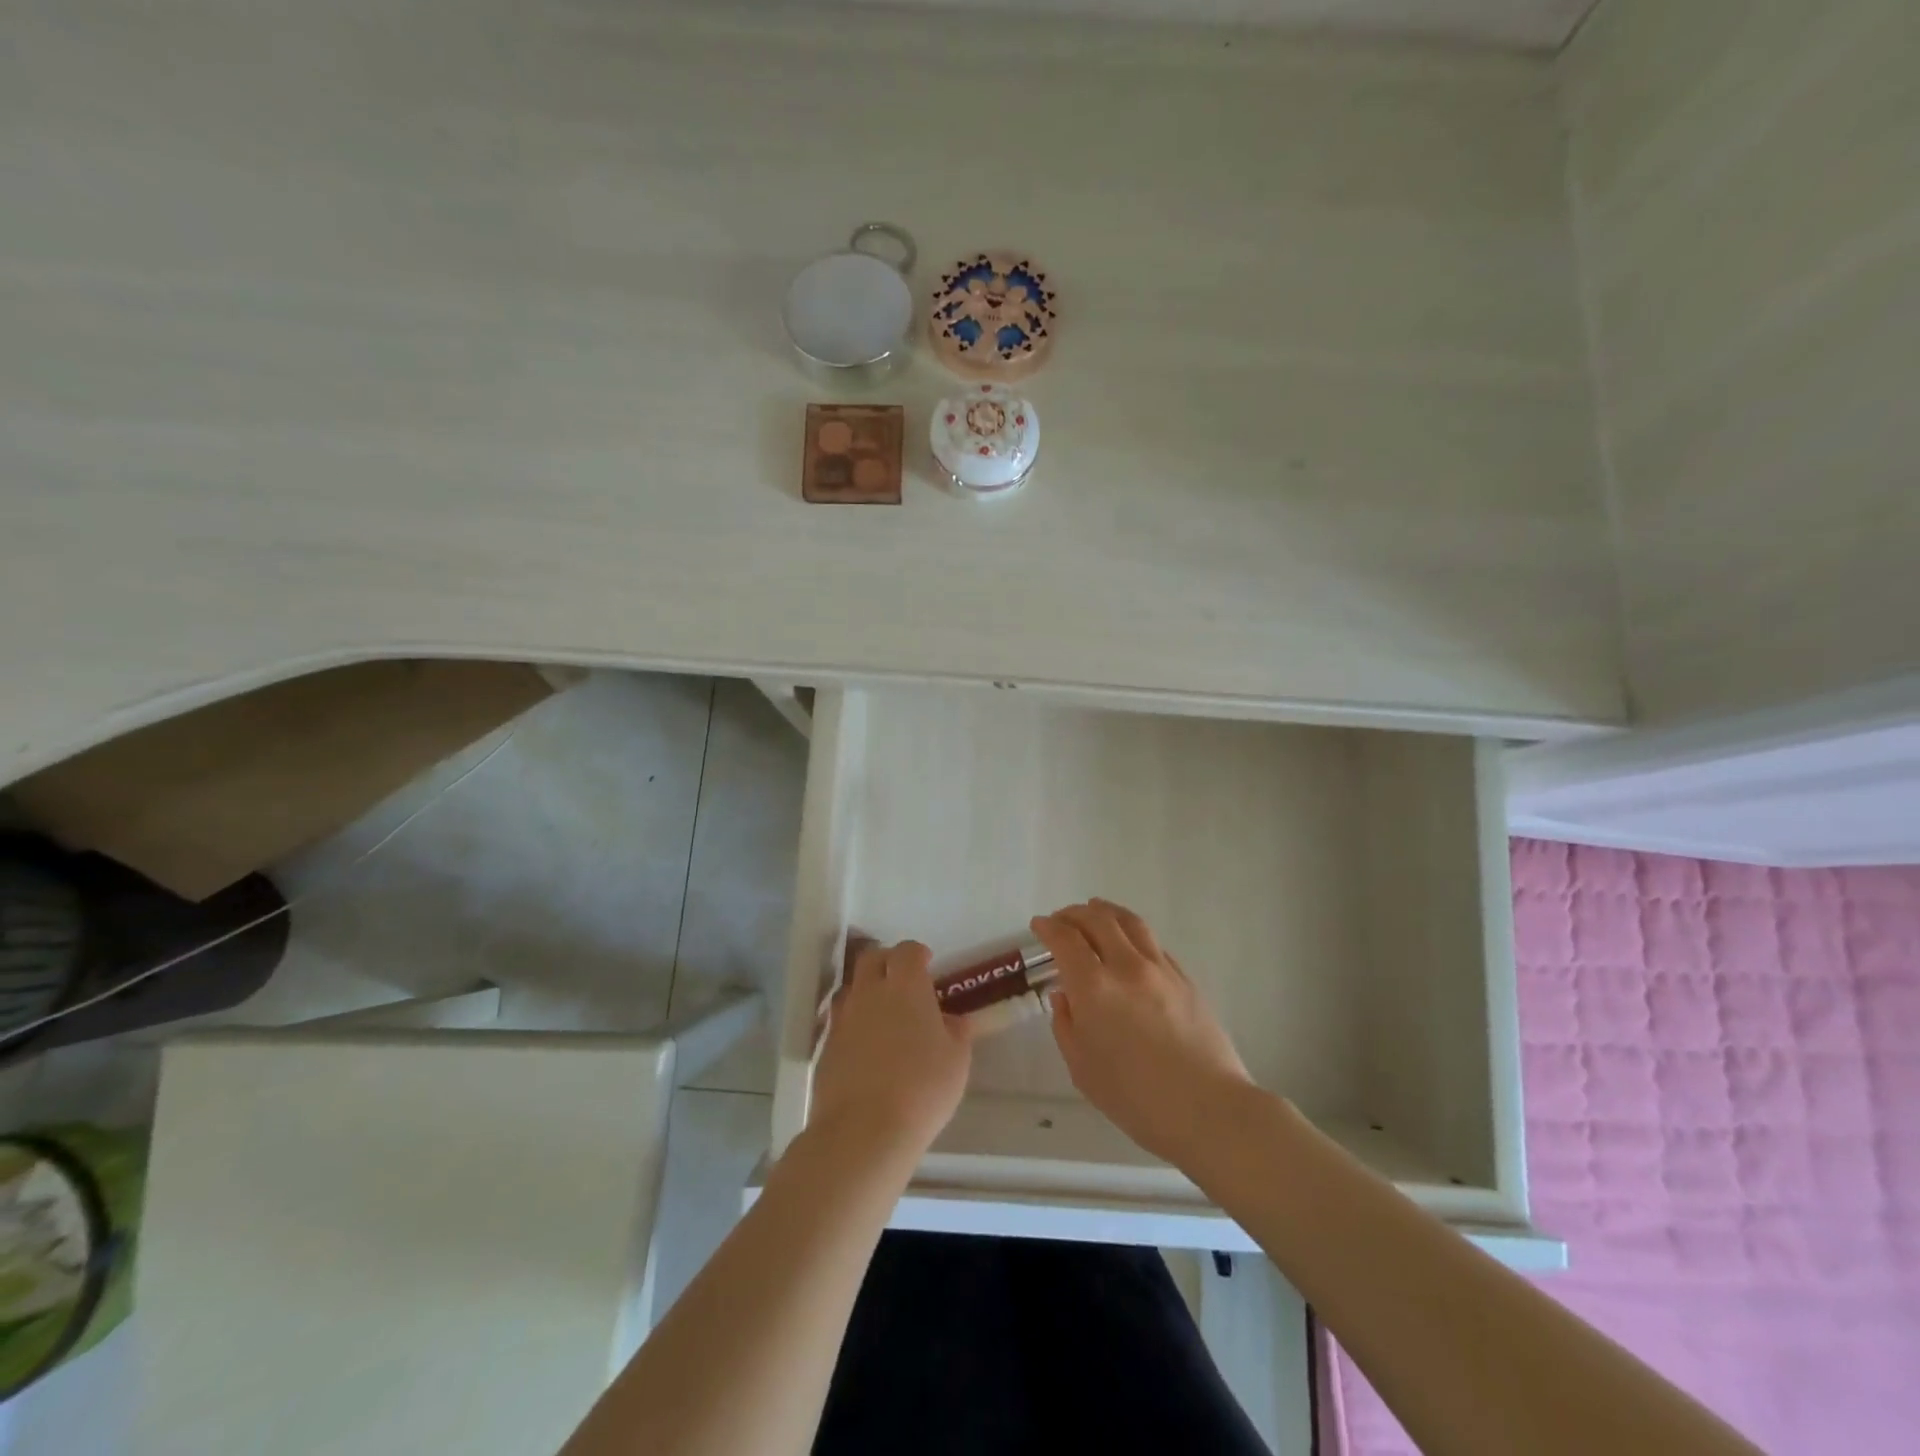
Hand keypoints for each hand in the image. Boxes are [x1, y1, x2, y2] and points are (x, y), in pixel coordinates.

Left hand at [810, 938, 972, 1163]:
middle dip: (887, 961)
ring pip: (852, 988)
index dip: (917, 954)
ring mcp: (843, 1018)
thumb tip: (951, 1020)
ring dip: (866, 990)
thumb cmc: (921, 1089)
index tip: (927, 963)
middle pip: (872, 958)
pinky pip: (840, 1020)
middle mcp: (870, 992)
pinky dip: (854, 1023)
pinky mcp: (825, 1045)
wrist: (863, 1130)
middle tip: (902, 979)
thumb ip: (955, 1032)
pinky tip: (866, 1045)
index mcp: (906, 986)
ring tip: (882, 1013)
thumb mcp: (956, 1060)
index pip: (907, 951)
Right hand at [1032, 899, 1255, 1166]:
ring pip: (1130, 922)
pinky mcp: (1185, 979)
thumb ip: (1066, 1025)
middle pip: (1097, 920)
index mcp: (1094, 987)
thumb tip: (1065, 996)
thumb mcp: (1083, 1069)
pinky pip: (1153, 943)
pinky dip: (1133, 934)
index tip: (1039, 925)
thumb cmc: (1136, 1098)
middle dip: (1074, 913)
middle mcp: (1126, 966)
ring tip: (1096, 910)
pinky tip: (1130, 944)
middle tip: (1062, 918)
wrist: (1208, 1109)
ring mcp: (1160, 969)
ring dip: (1106, 911)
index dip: (1048, 927)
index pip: (1065, 939)